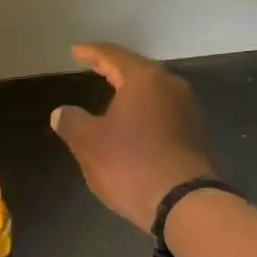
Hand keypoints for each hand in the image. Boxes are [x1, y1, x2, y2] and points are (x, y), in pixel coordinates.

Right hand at [51, 43, 217, 229]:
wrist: (184, 204)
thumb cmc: (131, 164)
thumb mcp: (89, 143)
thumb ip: (72, 121)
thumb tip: (61, 112)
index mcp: (144, 80)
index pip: (113, 55)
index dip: (91, 52)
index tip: (75, 52)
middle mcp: (170, 87)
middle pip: (138, 70)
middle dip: (114, 68)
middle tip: (93, 67)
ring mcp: (187, 110)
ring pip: (153, 91)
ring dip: (131, 90)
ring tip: (111, 93)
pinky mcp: (195, 134)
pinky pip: (163, 111)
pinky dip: (144, 110)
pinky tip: (133, 122)